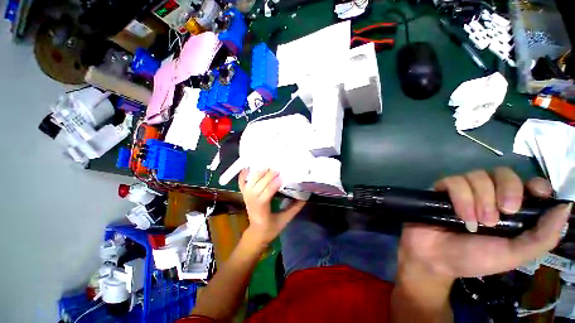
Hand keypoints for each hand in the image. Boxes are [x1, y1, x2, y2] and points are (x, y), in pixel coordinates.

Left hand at [239, 169, 305, 244]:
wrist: (256, 233)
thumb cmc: (271, 228)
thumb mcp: (285, 219)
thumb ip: (294, 208)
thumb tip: (305, 196)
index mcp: (262, 208)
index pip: (266, 193)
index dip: (274, 184)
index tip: (282, 177)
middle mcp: (252, 200)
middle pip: (258, 184)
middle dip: (268, 175)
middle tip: (279, 169)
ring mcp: (247, 196)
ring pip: (251, 181)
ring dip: (259, 172)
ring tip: (269, 165)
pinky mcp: (244, 195)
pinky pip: (242, 182)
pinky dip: (243, 174)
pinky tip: (249, 166)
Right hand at [399, 167, 570, 279]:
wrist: (436, 263)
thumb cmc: (476, 260)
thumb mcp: (512, 256)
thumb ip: (540, 239)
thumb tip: (565, 212)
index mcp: (510, 207)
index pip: (528, 185)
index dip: (536, 184)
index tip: (541, 194)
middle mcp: (493, 191)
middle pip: (506, 172)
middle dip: (508, 189)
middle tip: (503, 213)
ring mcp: (472, 186)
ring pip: (483, 175)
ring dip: (483, 201)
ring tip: (478, 224)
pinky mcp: (450, 186)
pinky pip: (460, 181)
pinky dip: (463, 200)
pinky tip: (462, 219)